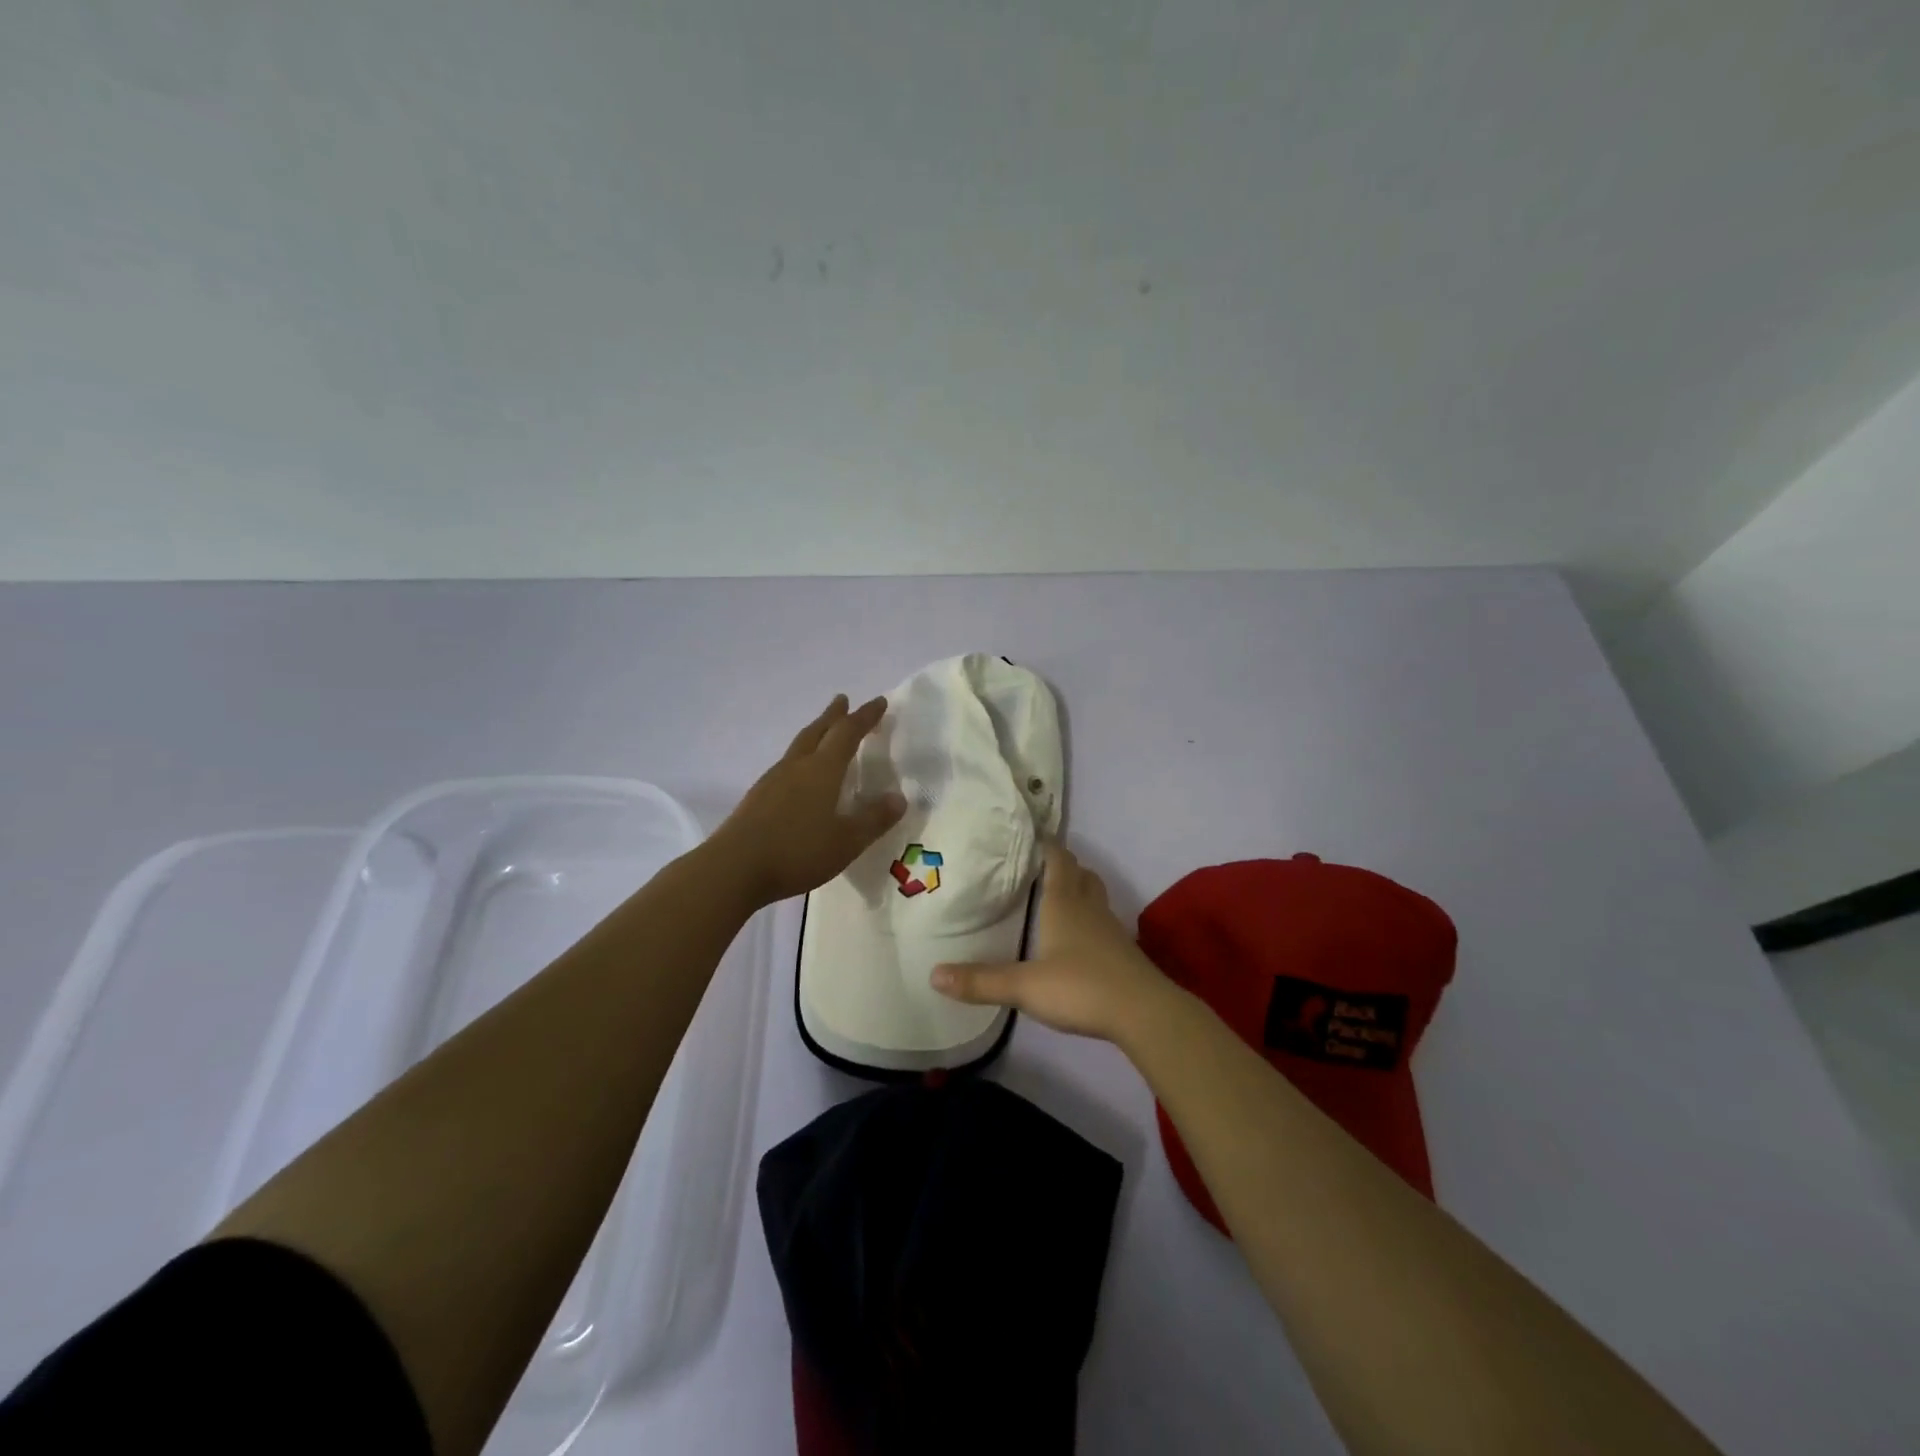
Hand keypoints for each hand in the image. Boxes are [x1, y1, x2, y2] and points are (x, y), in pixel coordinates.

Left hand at [716, 694, 907, 907]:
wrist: (733, 868)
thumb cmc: (797, 852)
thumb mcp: (847, 841)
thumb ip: (873, 819)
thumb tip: (899, 798)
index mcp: (822, 770)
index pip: (847, 733)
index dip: (865, 716)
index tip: (879, 701)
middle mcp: (796, 767)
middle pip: (817, 731)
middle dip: (833, 716)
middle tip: (843, 701)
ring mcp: (772, 781)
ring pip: (798, 746)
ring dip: (815, 734)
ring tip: (823, 733)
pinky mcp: (757, 798)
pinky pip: (786, 766)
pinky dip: (800, 758)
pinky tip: (799, 775)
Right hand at [930, 842, 1178, 1043]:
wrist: (1143, 1012)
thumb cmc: (1081, 987)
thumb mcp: (1024, 986)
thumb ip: (981, 981)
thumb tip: (934, 974)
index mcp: (1063, 903)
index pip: (1058, 860)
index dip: (1047, 845)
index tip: (1033, 833)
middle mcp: (1089, 908)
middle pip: (1080, 874)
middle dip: (1065, 865)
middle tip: (1042, 865)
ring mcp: (1111, 929)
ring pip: (1095, 896)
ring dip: (1080, 889)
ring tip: (1059, 895)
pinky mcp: (1124, 952)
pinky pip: (1104, 922)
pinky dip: (1091, 918)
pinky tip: (1080, 938)